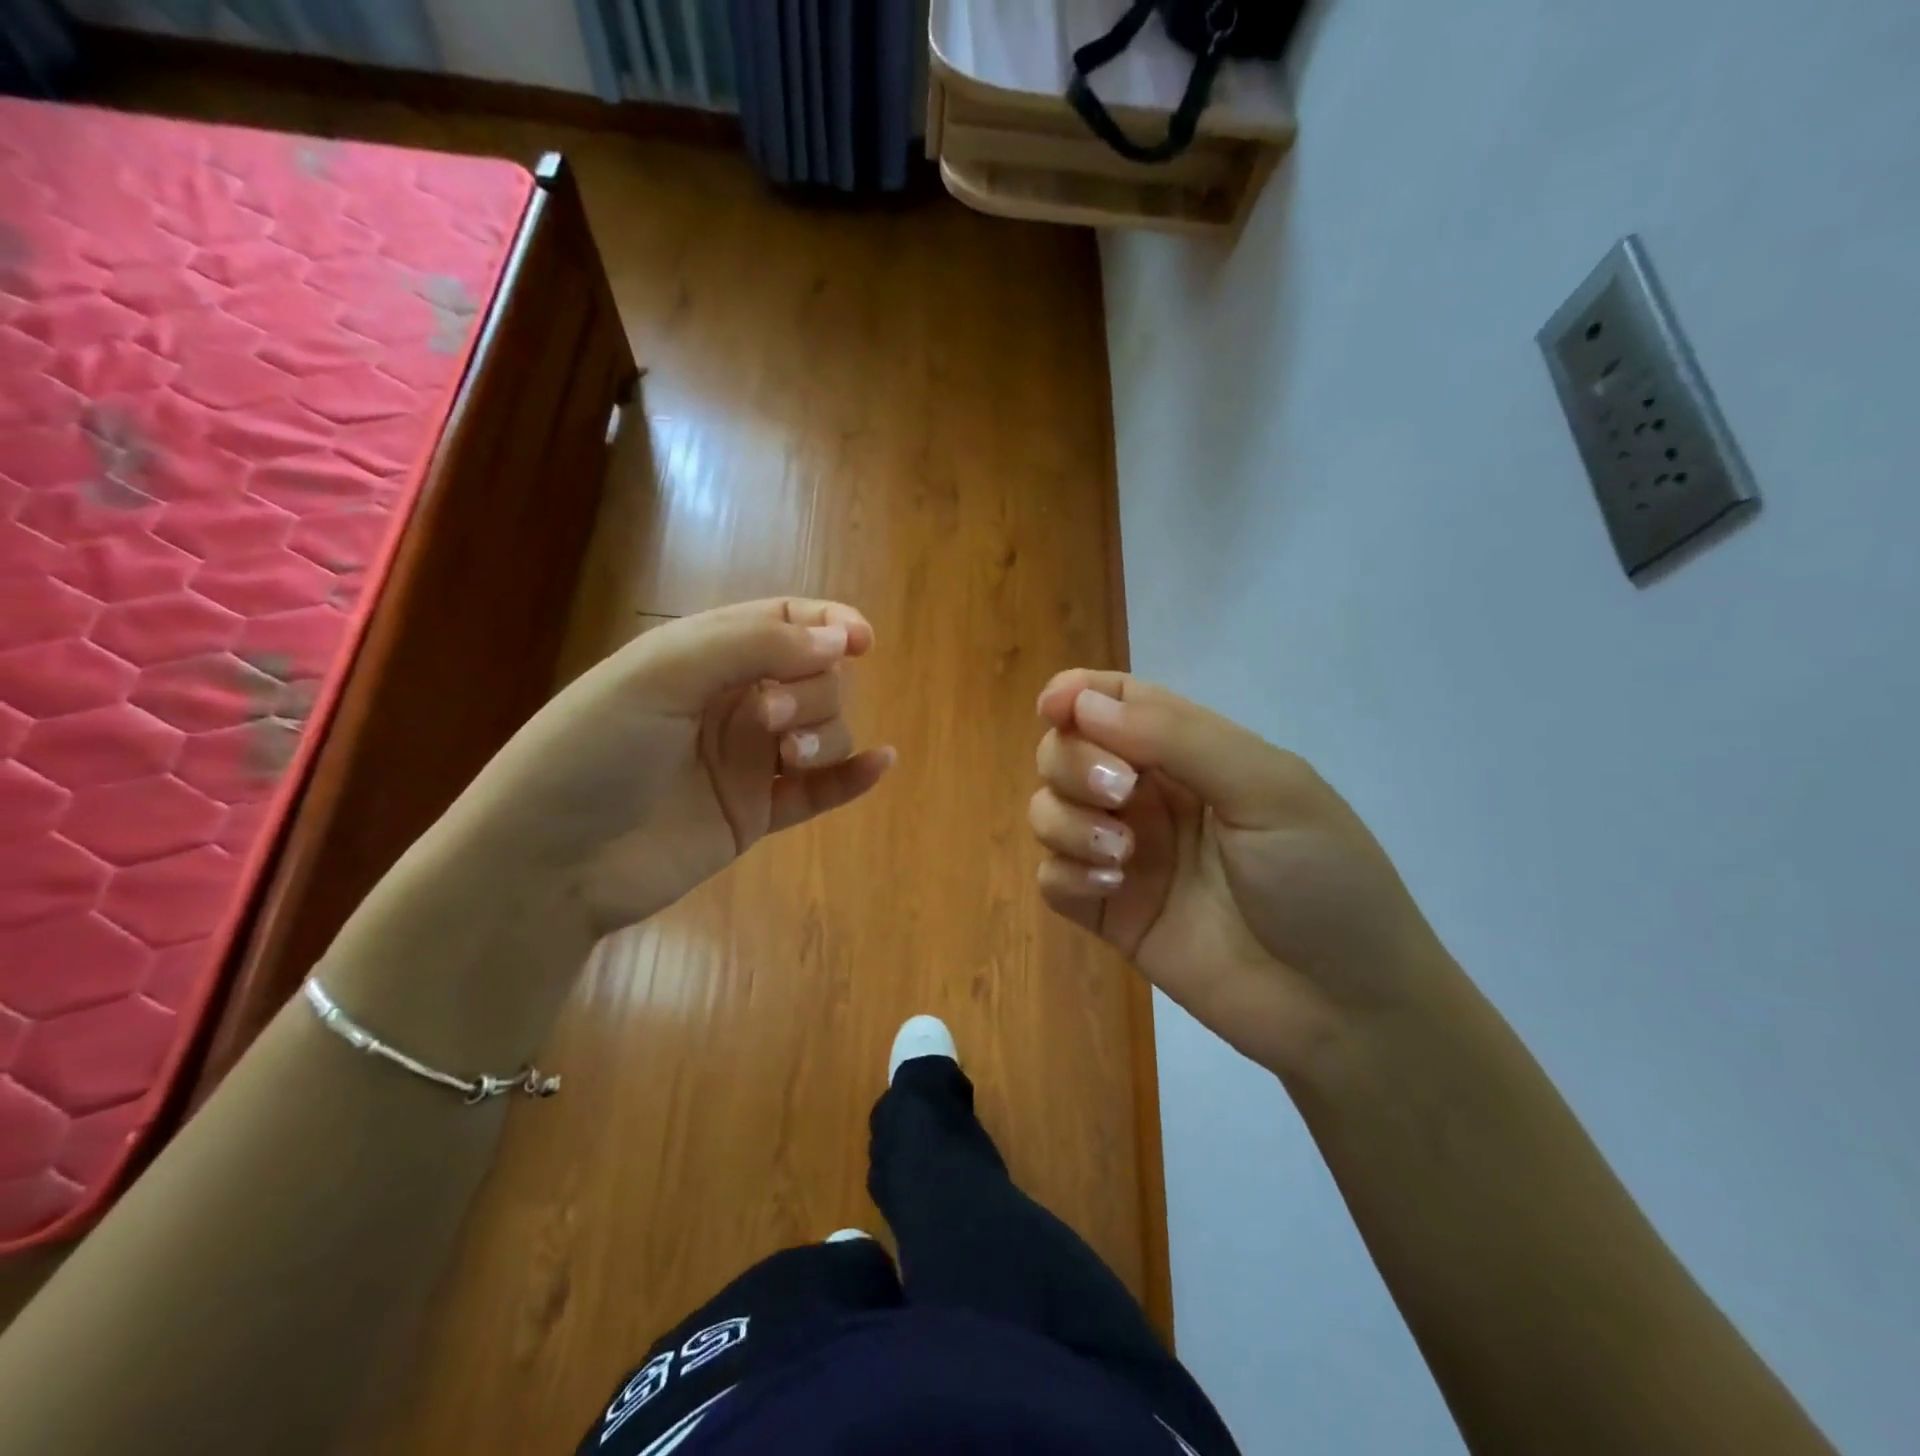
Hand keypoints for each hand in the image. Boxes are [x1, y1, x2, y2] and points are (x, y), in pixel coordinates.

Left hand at [459, 597, 893, 934]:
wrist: (549, 864)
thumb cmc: (592, 752)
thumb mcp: (661, 675)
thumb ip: (753, 646)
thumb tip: (840, 640)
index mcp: (704, 656)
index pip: (784, 621)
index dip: (829, 623)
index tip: (860, 642)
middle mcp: (732, 703)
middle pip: (814, 677)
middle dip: (811, 690)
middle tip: (769, 719)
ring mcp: (746, 761)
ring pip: (823, 730)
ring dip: (824, 736)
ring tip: (786, 761)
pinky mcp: (755, 813)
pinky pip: (819, 791)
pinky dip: (852, 777)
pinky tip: (880, 765)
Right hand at [1029, 670, 1448, 1080]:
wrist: (1342, 1008)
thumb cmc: (1322, 879)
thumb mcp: (1268, 789)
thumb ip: (1176, 737)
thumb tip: (1081, 700)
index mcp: (1191, 754)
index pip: (1116, 701)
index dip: (1076, 695)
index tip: (1054, 708)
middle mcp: (1150, 796)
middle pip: (1067, 750)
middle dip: (1075, 763)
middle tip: (1120, 794)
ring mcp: (1125, 854)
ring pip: (1049, 809)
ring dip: (1068, 821)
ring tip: (1121, 857)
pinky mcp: (1109, 912)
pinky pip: (1051, 876)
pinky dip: (1066, 872)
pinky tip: (1112, 889)